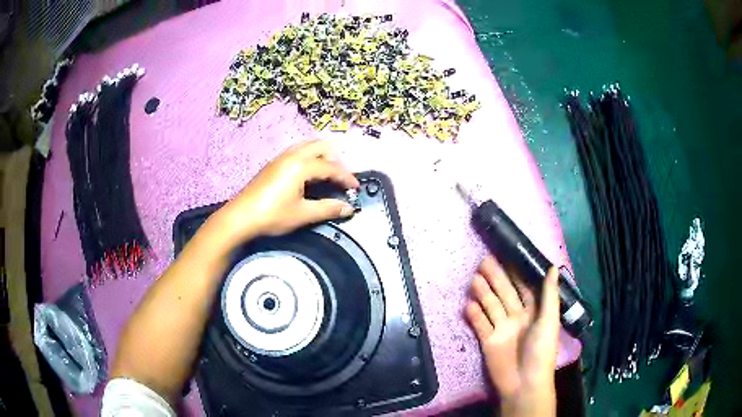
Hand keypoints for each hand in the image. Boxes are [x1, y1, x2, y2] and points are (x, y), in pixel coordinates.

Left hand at [219, 140, 358, 241]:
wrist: (240, 217)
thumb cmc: (272, 215)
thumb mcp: (302, 214)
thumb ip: (327, 209)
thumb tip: (348, 208)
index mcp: (301, 165)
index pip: (331, 167)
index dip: (346, 177)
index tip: (355, 188)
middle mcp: (292, 155)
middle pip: (320, 146)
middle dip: (335, 158)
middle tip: (342, 174)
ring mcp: (280, 158)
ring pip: (307, 146)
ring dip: (321, 154)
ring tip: (329, 169)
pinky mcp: (273, 164)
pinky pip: (297, 151)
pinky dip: (309, 155)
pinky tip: (308, 171)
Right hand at [465, 256, 559, 416]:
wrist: (523, 383)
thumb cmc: (541, 351)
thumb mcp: (548, 321)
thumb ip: (549, 295)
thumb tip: (553, 267)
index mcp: (534, 312)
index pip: (524, 288)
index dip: (516, 273)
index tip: (506, 256)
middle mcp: (517, 317)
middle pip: (504, 294)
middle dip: (495, 278)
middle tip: (483, 262)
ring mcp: (501, 329)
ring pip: (491, 306)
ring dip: (483, 293)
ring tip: (474, 279)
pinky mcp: (487, 341)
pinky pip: (480, 324)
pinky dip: (474, 314)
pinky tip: (467, 304)